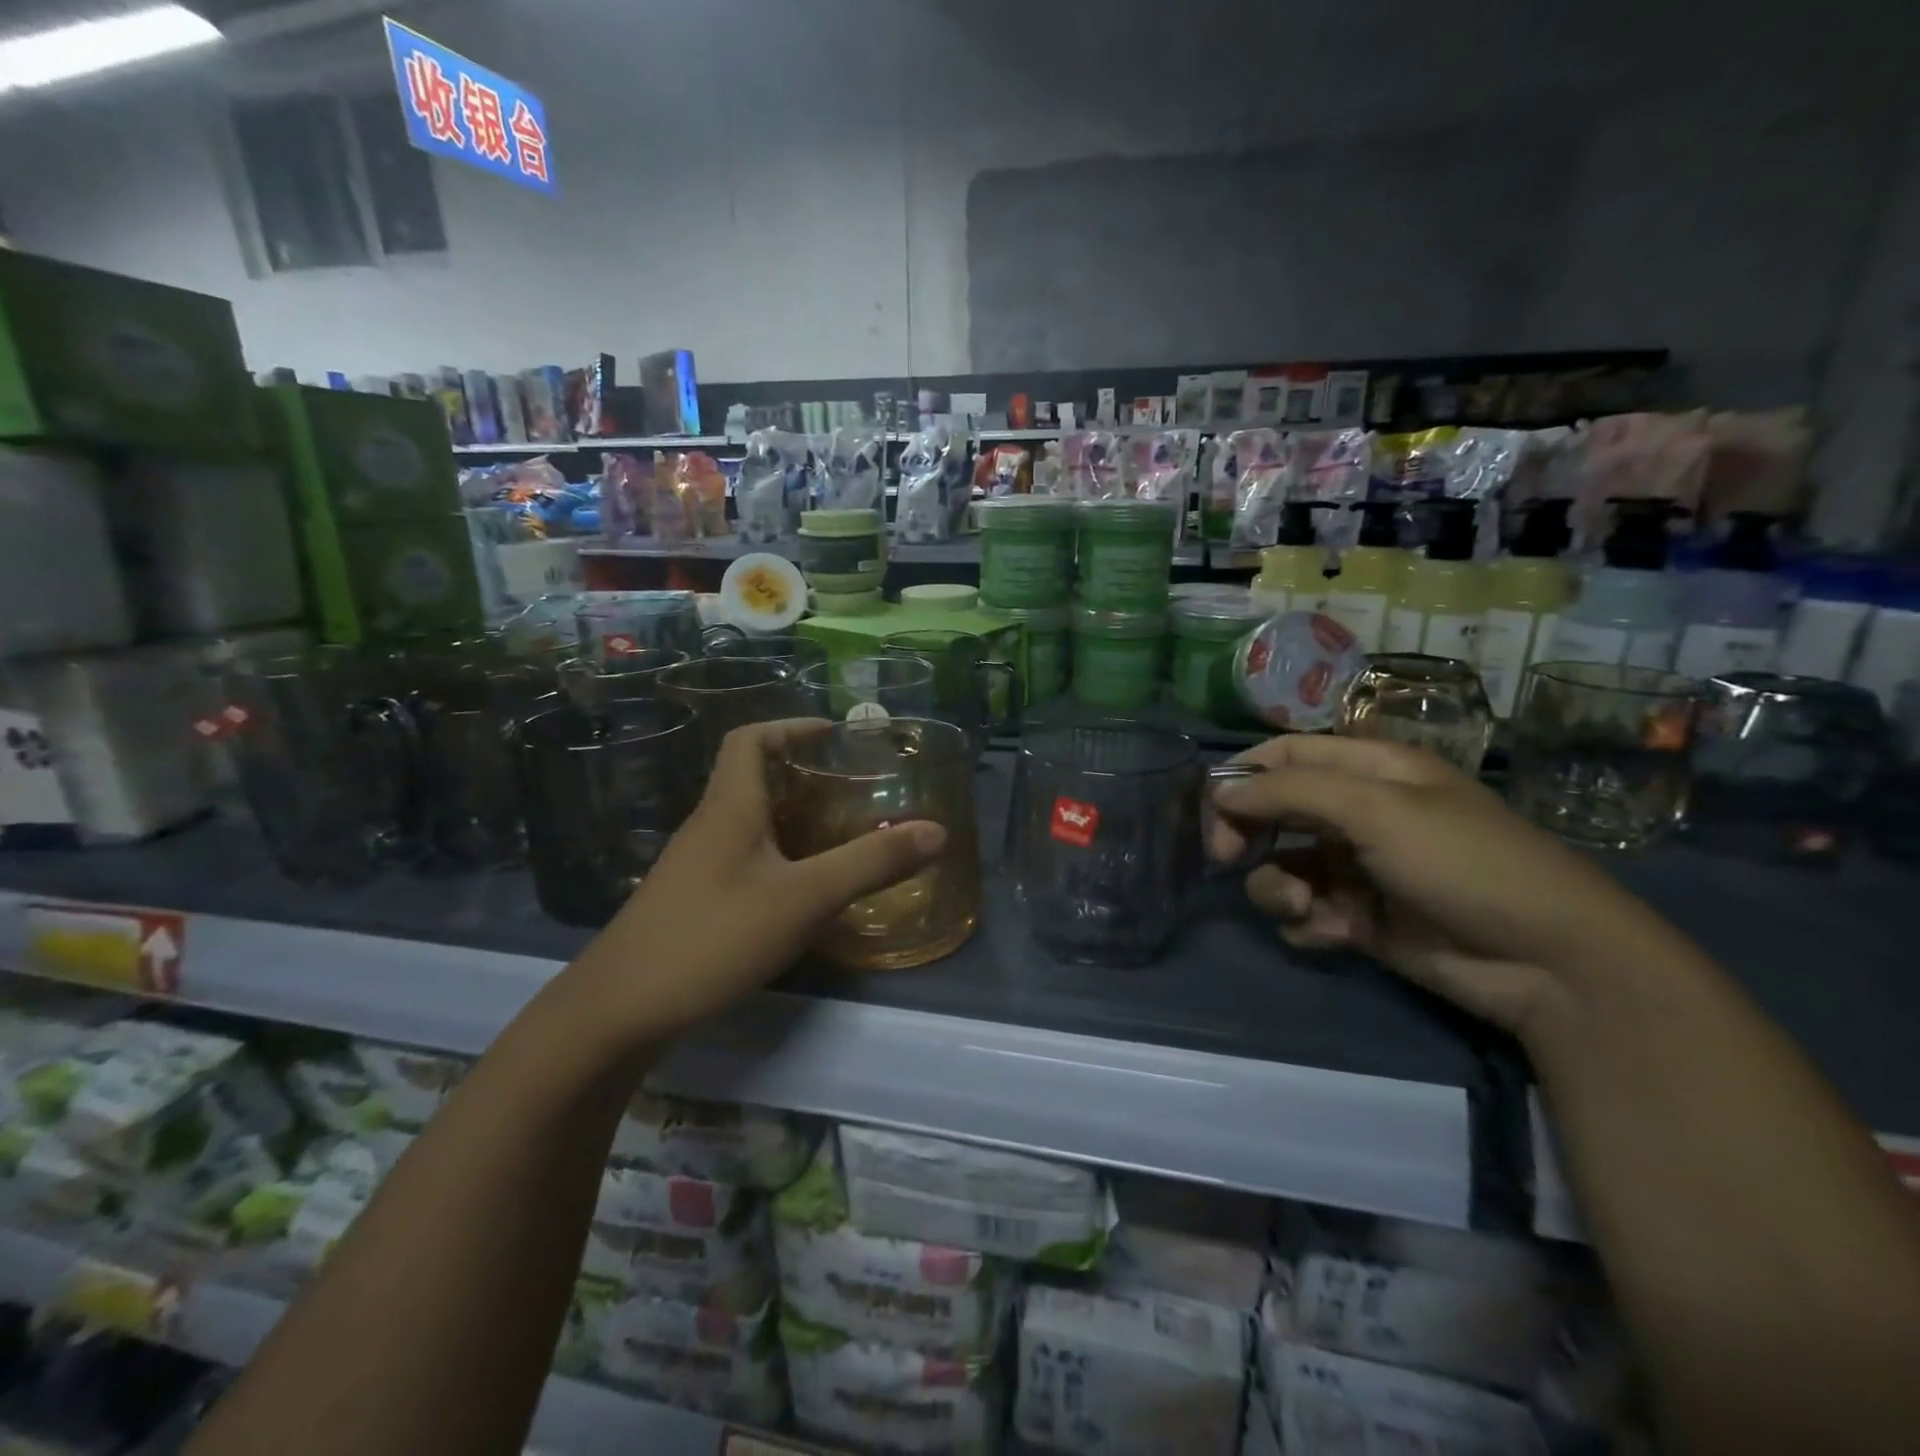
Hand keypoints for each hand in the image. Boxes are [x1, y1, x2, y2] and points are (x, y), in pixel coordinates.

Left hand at [562, 719, 945, 1047]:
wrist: (618, 1012)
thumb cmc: (712, 936)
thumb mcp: (803, 898)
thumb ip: (870, 863)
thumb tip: (937, 830)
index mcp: (729, 807)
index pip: (749, 739)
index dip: (790, 726)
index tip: (835, 736)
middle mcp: (708, 826)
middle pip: (753, 778)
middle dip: (803, 775)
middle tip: (854, 789)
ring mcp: (695, 866)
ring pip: (749, 822)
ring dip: (793, 819)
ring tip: (841, 835)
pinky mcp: (692, 902)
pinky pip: (742, 859)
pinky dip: (778, 858)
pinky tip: (804, 891)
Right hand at [1209, 734, 1675, 1035]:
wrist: (1547, 960)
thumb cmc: (1463, 862)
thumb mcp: (1376, 809)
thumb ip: (1290, 792)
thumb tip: (1221, 791)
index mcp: (1368, 771)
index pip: (1284, 755)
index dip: (1242, 775)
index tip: (1212, 808)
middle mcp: (1357, 813)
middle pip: (1273, 811)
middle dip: (1246, 834)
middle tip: (1228, 858)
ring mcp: (1356, 867)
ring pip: (1281, 867)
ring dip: (1278, 887)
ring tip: (1306, 907)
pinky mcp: (1358, 917)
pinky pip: (1304, 912)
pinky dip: (1307, 923)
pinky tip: (1336, 934)